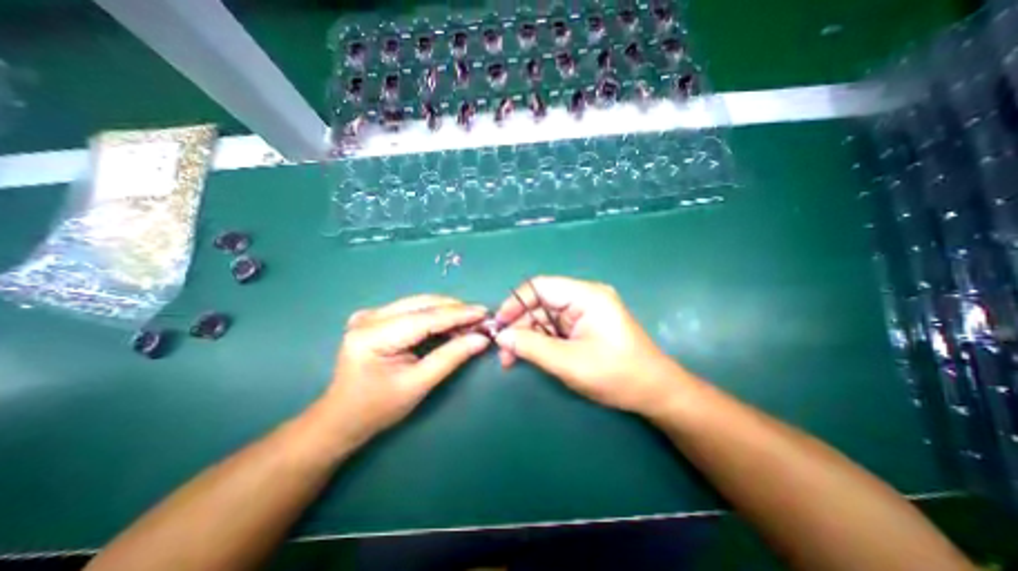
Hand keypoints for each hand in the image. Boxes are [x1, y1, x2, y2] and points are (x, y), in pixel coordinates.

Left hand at [319, 297, 489, 443]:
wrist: (342, 417)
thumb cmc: (378, 408)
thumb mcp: (418, 384)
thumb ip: (451, 357)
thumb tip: (481, 339)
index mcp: (373, 336)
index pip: (425, 318)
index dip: (458, 314)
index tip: (485, 313)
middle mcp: (370, 318)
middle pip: (422, 304)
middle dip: (455, 310)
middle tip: (481, 318)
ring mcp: (370, 315)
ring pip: (420, 304)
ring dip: (447, 311)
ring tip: (470, 322)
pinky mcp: (376, 318)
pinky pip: (413, 309)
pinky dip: (435, 315)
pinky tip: (450, 323)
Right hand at [491, 277, 690, 415]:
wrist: (654, 392)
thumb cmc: (617, 375)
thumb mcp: (569, 362)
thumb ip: (532, 347)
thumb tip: (502, 336)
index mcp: (586, 296)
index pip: (541, 287)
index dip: (515, 303)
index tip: (499, 325)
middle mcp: (584, 297)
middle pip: (540, 302)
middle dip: (519, 325)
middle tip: (503, 349)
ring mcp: (585, 311)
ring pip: (545, 316)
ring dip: (527, 336)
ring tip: (510, 359)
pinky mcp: (584, 325)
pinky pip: (555, 327)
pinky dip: (540, 340)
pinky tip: (528, 355)